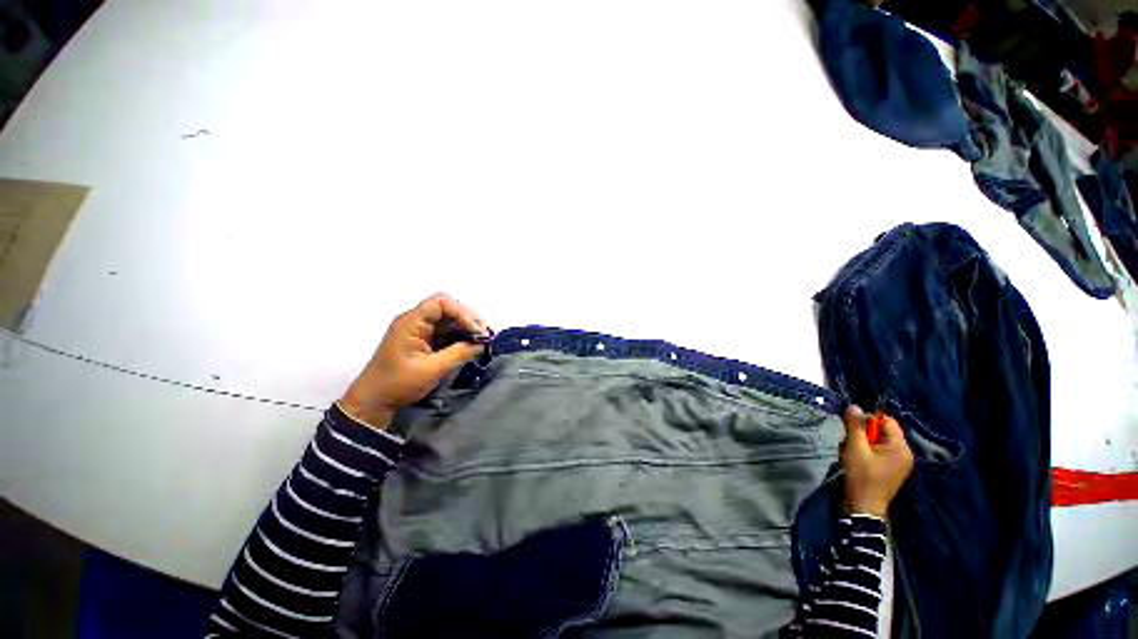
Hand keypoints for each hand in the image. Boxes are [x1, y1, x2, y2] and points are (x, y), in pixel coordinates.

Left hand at [339, 293, 488, 429]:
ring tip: (481, 340)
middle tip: (484, 335)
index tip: (476, 331)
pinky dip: (459, 336)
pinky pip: (445, 332)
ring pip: (448, 320)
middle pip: (447, 309)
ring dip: (465, 328)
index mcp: (411, 322)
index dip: (462, 313)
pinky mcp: (422, 341)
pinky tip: (470, 345)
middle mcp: (415, 321)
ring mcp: (419, 331)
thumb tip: (482, 344)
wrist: (373, 403)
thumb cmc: (398, 383)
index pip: (441, 303)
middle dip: (468, 320)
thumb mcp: (432, 369)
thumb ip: (459, 353)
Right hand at [841, 405, 914, 516]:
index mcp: (901, 448)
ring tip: (854, 451)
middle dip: (865, 432)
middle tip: (851, 440)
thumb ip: (856, 426)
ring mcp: (900, 463)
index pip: (887, 421)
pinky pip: (880, 451)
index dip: (868, 419)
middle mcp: (905, 453)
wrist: (863, 507)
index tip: (852, 427)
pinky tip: (859, 458)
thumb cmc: (861, 476)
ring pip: (880, 441)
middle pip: (884, 431)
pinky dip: (868, 451)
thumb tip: (854, 406)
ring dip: (865, 442)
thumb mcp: (855, 448)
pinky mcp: (892, 469)